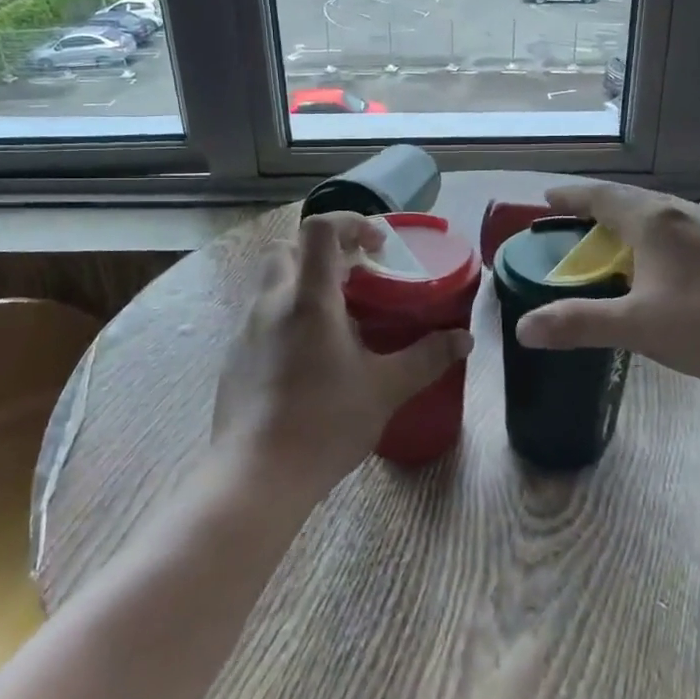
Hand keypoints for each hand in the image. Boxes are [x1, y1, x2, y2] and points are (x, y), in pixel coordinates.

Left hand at [213, 212, 472, 497]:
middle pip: (290, 249)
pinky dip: (287, 316)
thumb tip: (465, 339)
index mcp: (309, 299)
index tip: (378, 246)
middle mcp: (272, 303)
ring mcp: (246, 329)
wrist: (257, 476)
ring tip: (338, 319)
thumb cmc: (326, 423)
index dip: (351, 222)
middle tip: (357, 279)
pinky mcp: (234, 357)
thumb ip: (428, 357)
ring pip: (272, 283)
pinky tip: (309, 357)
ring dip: (304, 283)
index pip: (320, 229)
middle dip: (324, 252)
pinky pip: (262, 317)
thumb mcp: (386, 389)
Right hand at [513, 184, 699, 393]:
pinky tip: (660, 260)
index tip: (547, 198)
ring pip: (658, 212)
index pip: (601, 197)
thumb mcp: (637, 327)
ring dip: (628, 220)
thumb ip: (579, 324)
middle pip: (629, 200)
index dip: (571, 196)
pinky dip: (654, 234)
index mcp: (654, 221)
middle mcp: (682, 212)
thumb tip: (524, 329)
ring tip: (612, 238)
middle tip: (573, 221)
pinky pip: (679, 227)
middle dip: (597, 207)